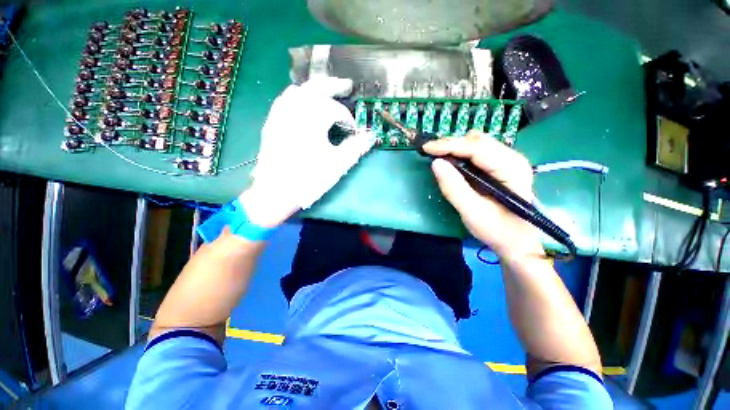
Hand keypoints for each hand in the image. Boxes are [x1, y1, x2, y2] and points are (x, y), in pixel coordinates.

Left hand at [240, 77, 375, 226]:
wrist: (276, 191)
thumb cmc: (309, 178)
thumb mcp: (337, 164)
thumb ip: (356, 147)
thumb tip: (371, 136)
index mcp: (313, 119)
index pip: (335, 110)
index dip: (347, 118)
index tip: (353, 130)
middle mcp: (295, 110)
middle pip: (316, 88)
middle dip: (333, 85)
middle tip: (346, 85)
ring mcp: (280, 115)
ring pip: (298, 90)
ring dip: (314, 88)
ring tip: (326, 90)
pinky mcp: (272, 123)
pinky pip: (284, 100)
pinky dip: (296, 95)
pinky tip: (301, 100)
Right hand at [423, 131, 543, 261]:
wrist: (517, 240)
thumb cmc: (497, 229)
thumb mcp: (472, 212)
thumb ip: (454, 187)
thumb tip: (436, 163)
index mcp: (510, 168)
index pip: (476, 148)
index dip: (449, 145)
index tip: (426, 148)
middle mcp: (512, 158)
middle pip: (477, 141)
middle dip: (451, 145)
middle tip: (430, 154)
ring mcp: (508, 160)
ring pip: (477, 143)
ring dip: (455, 148)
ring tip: (438, 157)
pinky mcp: (502, 165)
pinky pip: (478, 151)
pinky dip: (461, 153)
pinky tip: (452, 162)